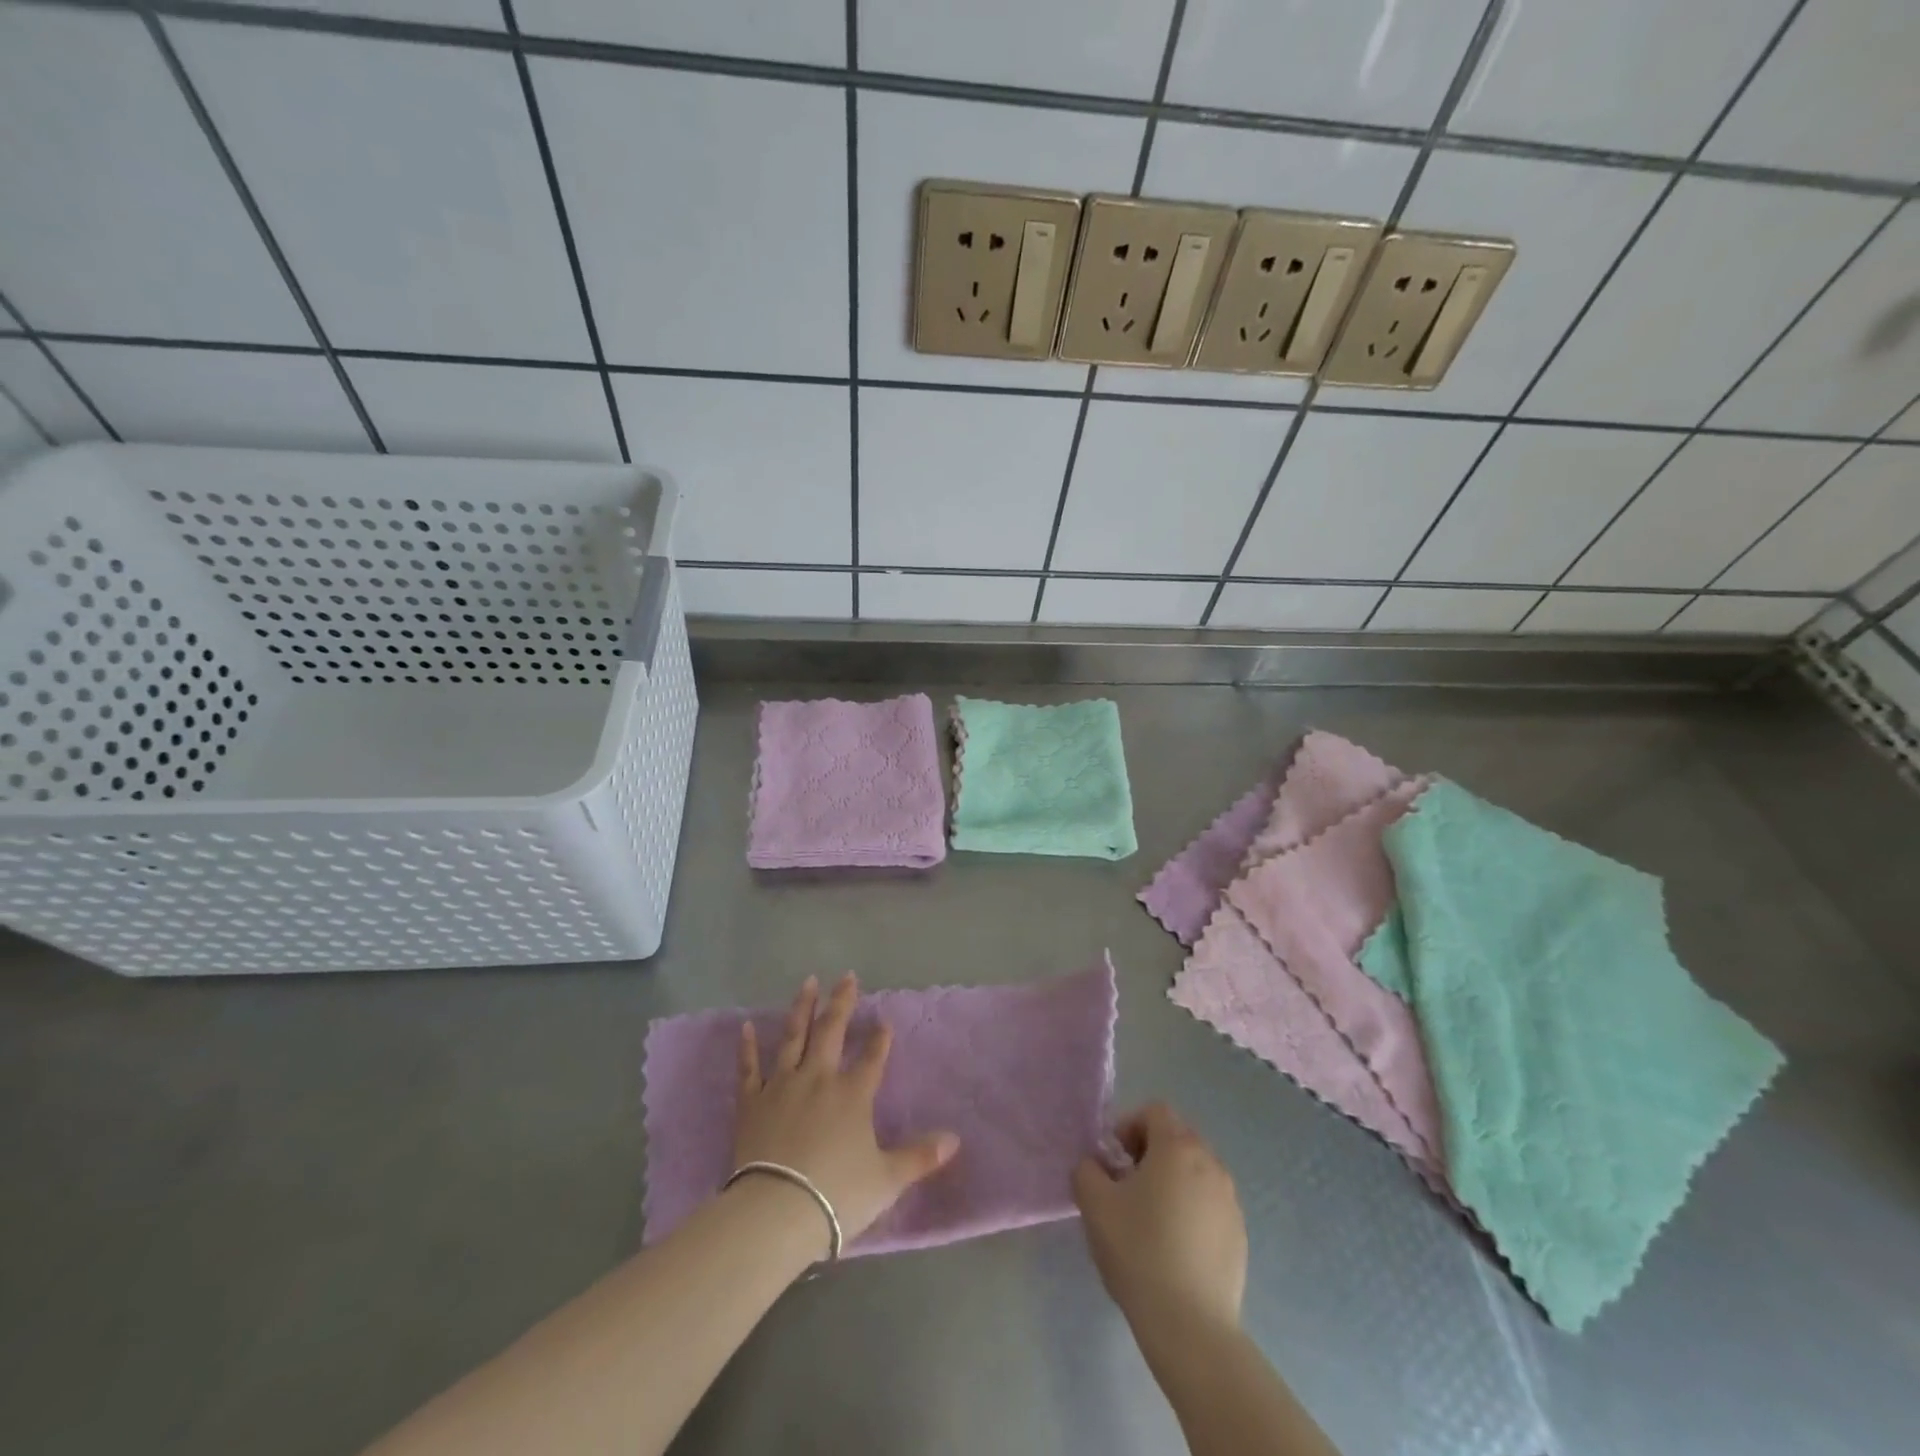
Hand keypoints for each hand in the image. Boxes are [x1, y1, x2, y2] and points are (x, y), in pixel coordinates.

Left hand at [733, 973, 960, 1255]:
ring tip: (808, 982)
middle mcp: (819, 1078)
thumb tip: (955, 1140)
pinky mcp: (752, 1103)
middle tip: (847, 976)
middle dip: (842, 1002)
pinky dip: (748, 1047)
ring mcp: (782, 1086)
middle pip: (832, 1031)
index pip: (872, 1057)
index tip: (884, 1020)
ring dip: (802, 1008)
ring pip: (794, 1037)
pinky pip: (749, 1069)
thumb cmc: (837, 1195)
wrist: (776, 1212)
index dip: (880, 1038)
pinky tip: (746, 1026)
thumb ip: (920, 1157)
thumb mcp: (887, 1180)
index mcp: (853, 1094)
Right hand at [1072, 1103, 1247, 1338]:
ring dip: (1173, 1181)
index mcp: (1177, 1147)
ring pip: (1196, 1172)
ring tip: (1151, 1218)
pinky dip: (1192, 1210)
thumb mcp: (1094, 1204)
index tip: (1114, 1159)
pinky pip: (1211, 1204)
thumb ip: (1087, 1170)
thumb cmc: (1139, 1251)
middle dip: (1151, 1152)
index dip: (1130, 1125)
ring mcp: (1230, 1200)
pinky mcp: (1240, 1234)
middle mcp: (1210, 1163)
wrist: (1190, 1324)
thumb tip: (1096, 1166)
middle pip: (1178, 1138)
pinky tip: (1175, 1247)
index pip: (1155, 1112)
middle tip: (1128, 1185)